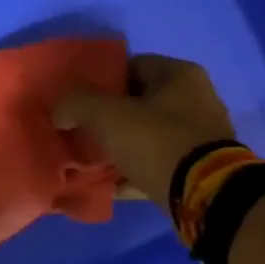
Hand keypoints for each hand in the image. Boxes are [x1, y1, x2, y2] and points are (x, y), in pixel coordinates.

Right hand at [52, 54, 236, 207]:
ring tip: (91, 162)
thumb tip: (58, 109)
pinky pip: (157, 165)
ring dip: (122, 147)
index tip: (78, 102)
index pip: (132, 66)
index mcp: (180, 75)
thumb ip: (77, 104)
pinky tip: (111, 186)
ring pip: (148, 137)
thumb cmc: (159, 143)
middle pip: (140, 103)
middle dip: (110, 118)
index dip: (102, 82)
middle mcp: (196, 99)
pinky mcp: (199, 170)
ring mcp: (200, 137)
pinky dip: (135, 173)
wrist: (206, 197)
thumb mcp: (109, 116)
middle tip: (82, 133)